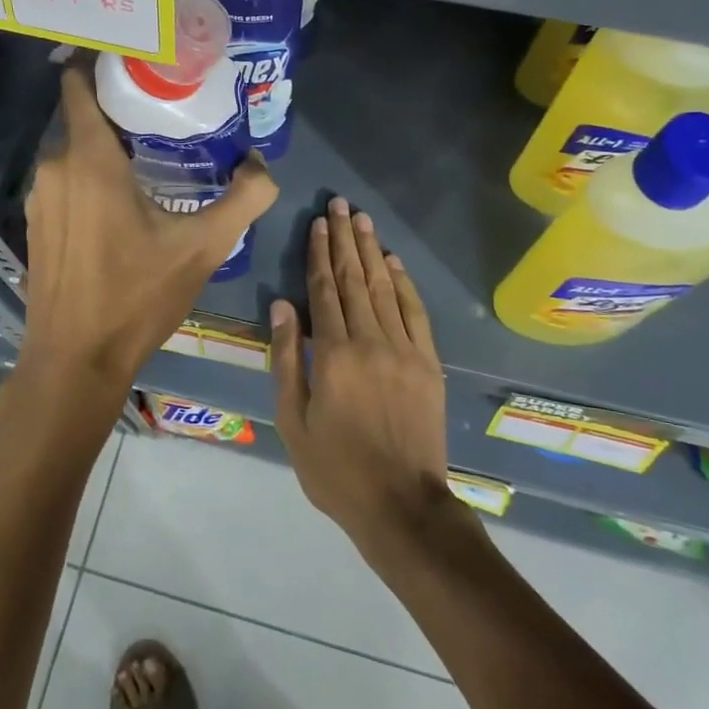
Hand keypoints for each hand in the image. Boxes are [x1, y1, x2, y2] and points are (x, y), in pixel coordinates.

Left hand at [15, 64, 276, 435]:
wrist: (75, 360)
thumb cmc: (136, 296)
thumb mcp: (203, 246)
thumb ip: (243, 200)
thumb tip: (263, 166)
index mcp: (89, 159)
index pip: (79, 82)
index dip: (104, 63)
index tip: (141, 60)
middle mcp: (54, 167)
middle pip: (84, 116)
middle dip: (121, 108)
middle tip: (166, 110)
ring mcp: (38, 197)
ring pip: (73, 150)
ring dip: (106, 146)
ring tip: (151, 153)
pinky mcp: (34, 224)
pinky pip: (64, 180)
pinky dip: (89, 176)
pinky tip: (122, 201)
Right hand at [271, 197, 453, 548]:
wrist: (402, 504)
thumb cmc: (336, 469)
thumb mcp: (293, 420)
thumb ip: (286, 359)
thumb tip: (281, 305)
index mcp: (332, 354)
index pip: (323, 290)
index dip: (319, 253)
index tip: (318, 223)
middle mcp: (369, 340)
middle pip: (354, 279)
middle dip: (345, 239)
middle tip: (341, 204)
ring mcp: (404, 349)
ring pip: (384, 287)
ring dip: (371, 251)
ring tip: (362, 220)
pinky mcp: (428, 362)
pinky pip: (415, 312)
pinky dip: (403, 283)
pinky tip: (393, 262)